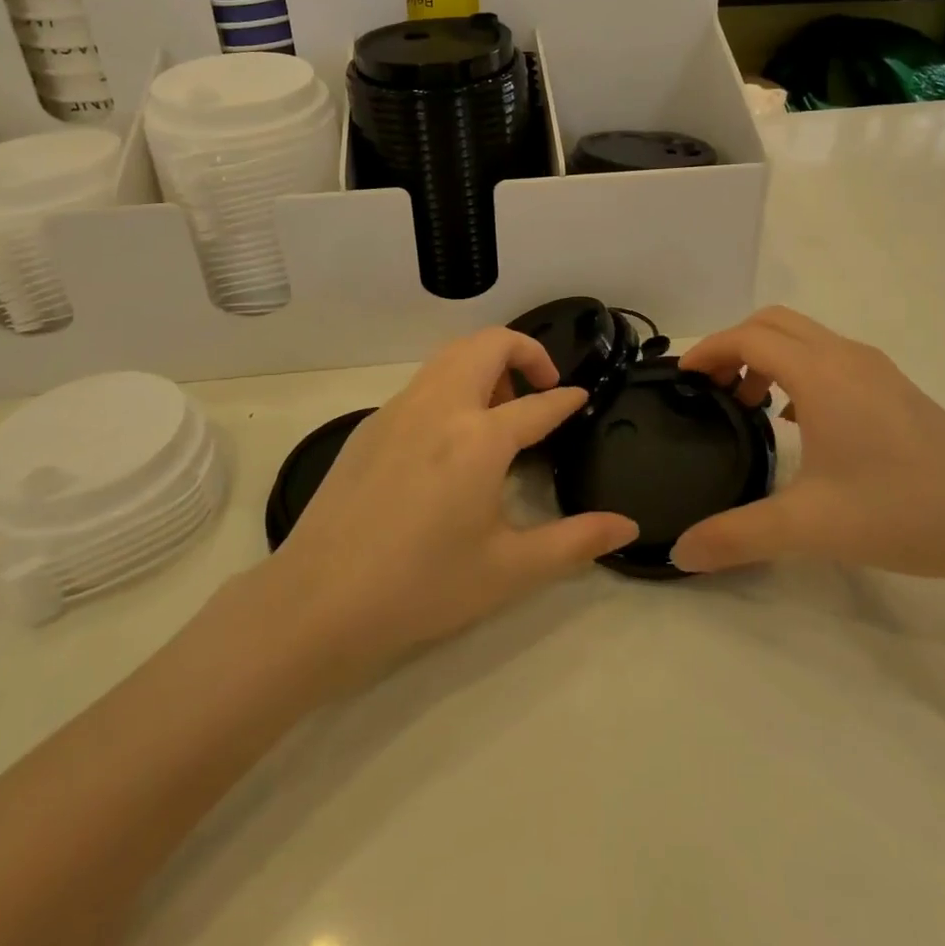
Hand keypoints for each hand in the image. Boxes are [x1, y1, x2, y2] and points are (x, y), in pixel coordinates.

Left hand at [265, 328, 637, 675]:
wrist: (318, 601)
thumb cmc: (422, 587)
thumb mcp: (508, 570)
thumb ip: (574, 542)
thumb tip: (626, 526)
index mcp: (479, 438)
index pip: (538, 405)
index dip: (566, 399)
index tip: (581, 398)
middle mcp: (440, 406)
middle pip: (489, 344)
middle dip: (525, 351)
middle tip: (542, 388)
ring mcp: (399, 408)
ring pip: (451, 354)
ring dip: (486, 363)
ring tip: (501, 410)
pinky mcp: (371, 423)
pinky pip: (423, 381)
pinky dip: (452, 383)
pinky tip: (451, 436)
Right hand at [670, 307, 944, 582]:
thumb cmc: (902, 512)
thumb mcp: (810, 527)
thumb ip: (736, 536)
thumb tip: (679, 553)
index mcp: (821, 374)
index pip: (748, 338)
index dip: (709, 350)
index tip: (682, 377)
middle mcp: (846, 357)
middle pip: (774, 323)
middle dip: (734, 345)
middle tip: (711, 388)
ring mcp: (877, 370)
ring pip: (805, 338)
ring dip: (768, 356)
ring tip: (750, 405)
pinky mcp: (897, 389)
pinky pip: (830, 358)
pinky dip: (798, 370)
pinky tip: (799, 422)